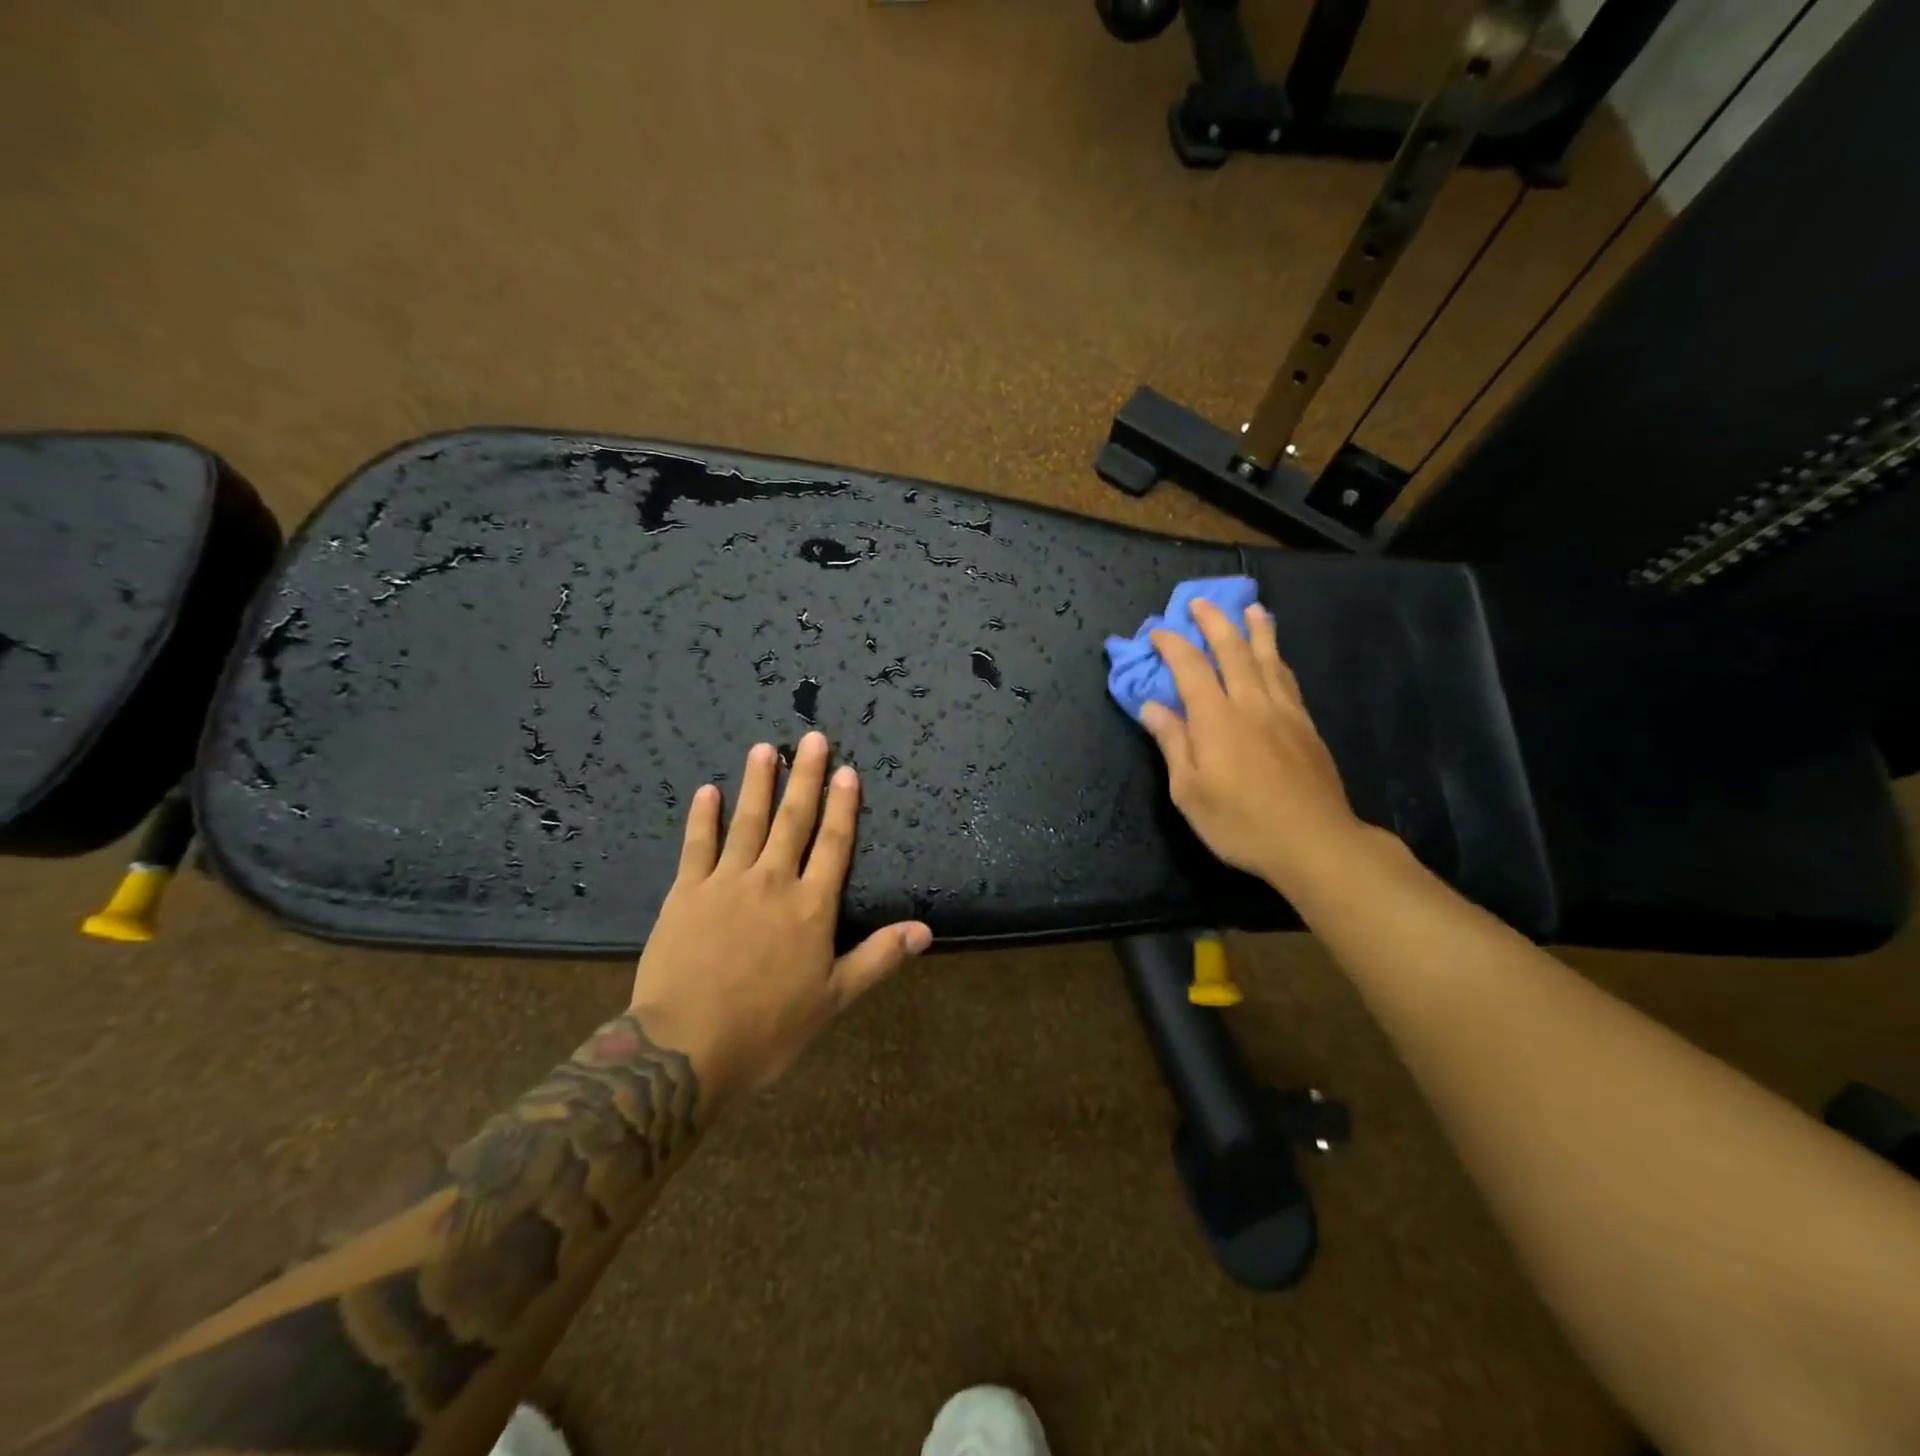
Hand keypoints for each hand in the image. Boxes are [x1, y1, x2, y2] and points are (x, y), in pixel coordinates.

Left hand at [628, 731, 931, 1101]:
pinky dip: (703, 817)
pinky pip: (697, 845)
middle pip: (793, 820)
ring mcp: (726, 883)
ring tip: (764, 748)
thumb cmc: (767, 1028)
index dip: (843, 806)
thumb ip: (879, 958)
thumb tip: (926, 930)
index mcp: (811, 907)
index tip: (847, 770)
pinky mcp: (686, 893)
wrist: (686, 1048)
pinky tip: (708, 791)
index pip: (834, 844)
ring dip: (758, 783)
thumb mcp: (833, 999)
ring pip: (747, 822)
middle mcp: (773, 882)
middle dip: (805, 777)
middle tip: (811, 738)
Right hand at [1140, 598, 1367, 891]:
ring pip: (1268, 659)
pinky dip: (1278, 659)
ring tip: (1252, 609)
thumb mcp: (1189, 792)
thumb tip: (1152, 706)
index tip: (1158, 630)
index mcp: (1216, 719)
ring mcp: (1283, 712)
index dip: (1173, 645)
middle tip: (1201, 602)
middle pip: (1233, 651)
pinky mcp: (1306, 726)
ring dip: (1256, 631)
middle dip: (1215, 623)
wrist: (1313, 841)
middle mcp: (1250, 704)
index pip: (1190, 668)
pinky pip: (1288, 679)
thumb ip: (1173, 744)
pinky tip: (1277, 656)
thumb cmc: (1240, 823)